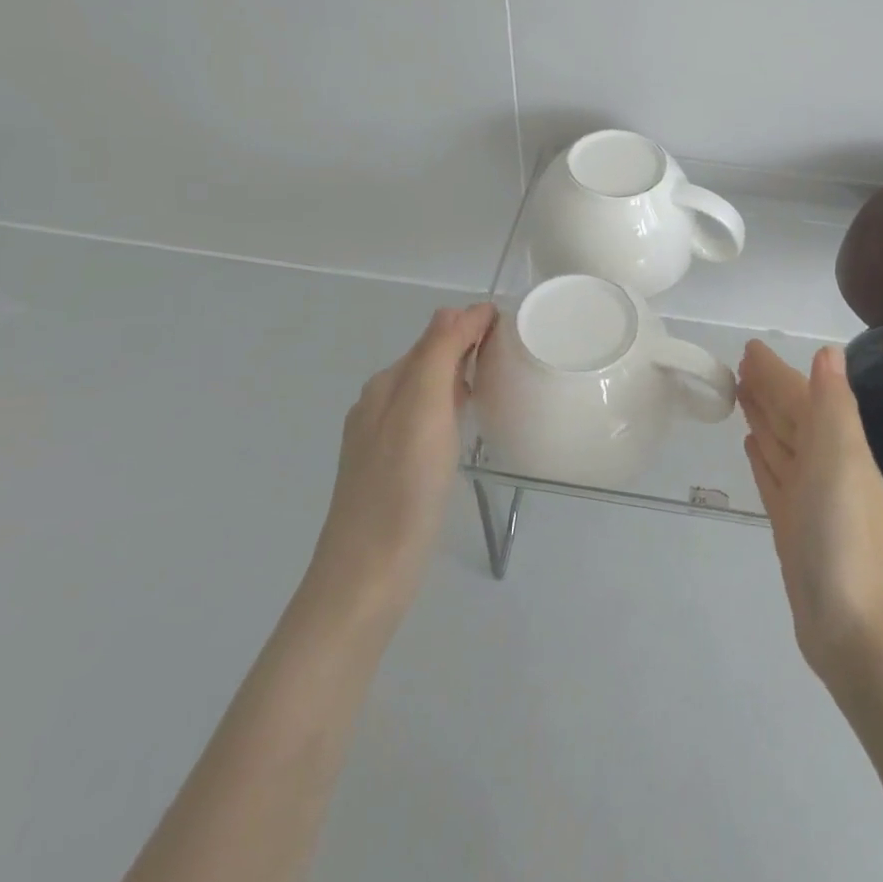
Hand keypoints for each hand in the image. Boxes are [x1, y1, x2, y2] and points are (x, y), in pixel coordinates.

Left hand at [308, 303, 495, 613]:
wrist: (368, 572)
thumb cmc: (402, 486)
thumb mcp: (422, 408)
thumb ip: (438, 354)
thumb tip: (460, 309)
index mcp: (388, 384)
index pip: (436, 334)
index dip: (473, 323)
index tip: (513, 325)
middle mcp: (380, 404)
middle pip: (429, 358)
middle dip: (467, 343)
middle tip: (514, 347)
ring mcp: (383, 438)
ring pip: (428, 389)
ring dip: (460, 373)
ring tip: (499, 377)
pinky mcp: (393, 468)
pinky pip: (427, 418)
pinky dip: (452, 405)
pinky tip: (467, 423)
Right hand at [737, 341, 882, 680]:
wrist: (852, 628)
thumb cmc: (843, 536)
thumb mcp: (841, 460)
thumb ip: (834, 405)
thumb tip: (827, 351)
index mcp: (839, 447)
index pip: (802, 396)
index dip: (778, 371)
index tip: (750, 348)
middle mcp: (825, 466)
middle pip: (791, 417)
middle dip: (768, 389)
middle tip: (738, 365)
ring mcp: (808, 497)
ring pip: (782, 444)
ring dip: (764, 417)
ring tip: (741, 394)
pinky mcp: (792, 525)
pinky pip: (774, 477)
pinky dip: (764, 457)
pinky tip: (752, 445)